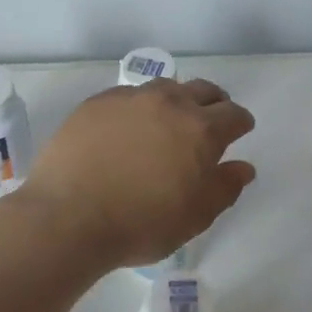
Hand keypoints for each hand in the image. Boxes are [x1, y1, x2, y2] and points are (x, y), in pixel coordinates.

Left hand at [22, 78, 257, 269]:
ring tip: (169, 121)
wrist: (68, 216)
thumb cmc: (140, 223)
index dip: (240, 123)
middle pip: (203, 90)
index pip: (233, 115)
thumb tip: (243, 167)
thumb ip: (224, 187)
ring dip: (176, 100)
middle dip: (214, 103)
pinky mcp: (97, 102)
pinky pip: (129, 95)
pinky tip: (129, 127)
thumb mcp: (194, 217)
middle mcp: (169, 103)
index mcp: (201, 129)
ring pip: (165, 87)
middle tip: (210, 121)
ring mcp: (131, 98)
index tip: (239, 131)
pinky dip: (140, 106)